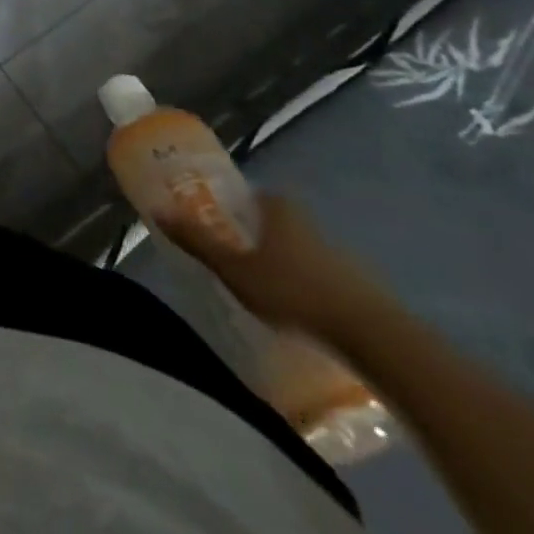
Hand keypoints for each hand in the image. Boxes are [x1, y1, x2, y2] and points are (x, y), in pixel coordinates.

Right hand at [157, 192, 385, 340]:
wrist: (377, 338)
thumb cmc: (294, 292)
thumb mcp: (235, 269)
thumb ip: (197, 241)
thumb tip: (157, 209)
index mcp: (279, 210)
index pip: (253, 195)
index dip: (235, 205)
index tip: (220, 221)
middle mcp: (310, 224)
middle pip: (277, 222)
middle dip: (259, 236)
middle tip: (237, 257)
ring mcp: (341, 256)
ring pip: (303, 251)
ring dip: (286, 264)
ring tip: (267, 290)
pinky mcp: (363, 288)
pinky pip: (325, 279)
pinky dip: (310, 288)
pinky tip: (301, 311)